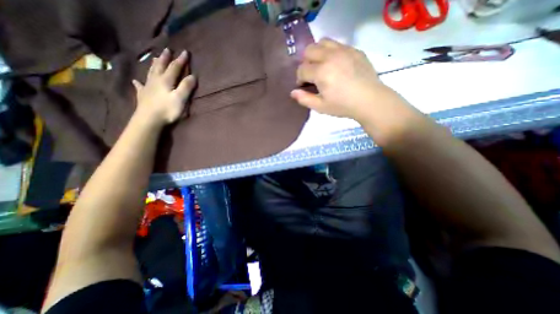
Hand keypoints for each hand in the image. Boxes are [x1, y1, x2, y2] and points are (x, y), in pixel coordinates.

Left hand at [132, 48, 197, 125]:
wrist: (149, 119)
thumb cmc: (167, 109)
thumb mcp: (180, 98)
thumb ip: (186, 87)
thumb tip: (193, 76)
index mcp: (166, 81)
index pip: (174, 68)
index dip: (180, 60)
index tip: (185, 52)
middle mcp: (156, 81)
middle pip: (160, 67)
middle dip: (165, 58)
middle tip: (167, 50)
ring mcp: (148, 87)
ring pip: (151, 72)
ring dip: (154, 65)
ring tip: (154, 58)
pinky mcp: (143, 95)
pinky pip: (140, 86)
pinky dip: (139, 82)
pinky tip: (136, 81)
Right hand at [294, 37, 397, 119]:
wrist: (370, 100)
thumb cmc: (343, 106)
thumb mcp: (321, 107)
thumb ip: (304, 99)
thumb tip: (293, 92)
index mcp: (321, 72)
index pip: (302, 69)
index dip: (299, 79)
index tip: (304, 86)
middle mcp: (330, 57)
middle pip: (309, 51)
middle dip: (306, 63)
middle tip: (312, 75)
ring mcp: (344, 50)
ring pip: (322, 42)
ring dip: (317, 53)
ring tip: (322, 66)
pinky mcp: (354, 50)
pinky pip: (337, 44)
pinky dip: (331, 52)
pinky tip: (336, 65)